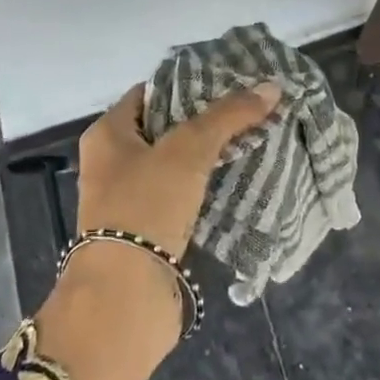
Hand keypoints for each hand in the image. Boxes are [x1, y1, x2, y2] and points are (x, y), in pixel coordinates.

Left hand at [74, 80, 282, 258]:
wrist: (125, 297)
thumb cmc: (146, 206)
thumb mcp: (188, 150)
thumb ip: (228, 116)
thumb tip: (271, 86)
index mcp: (108, 133)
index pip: (150, 93)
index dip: (188, 84)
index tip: (228, 81)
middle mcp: (112, 162)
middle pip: (165, 128)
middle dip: (205, 121)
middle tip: (247, 110)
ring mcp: (128, 199)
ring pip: (175, 165)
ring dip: (208, 156)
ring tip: (252, 140)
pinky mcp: (147, 232)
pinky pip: (180, 197)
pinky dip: (205, 188)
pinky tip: (238, 181)